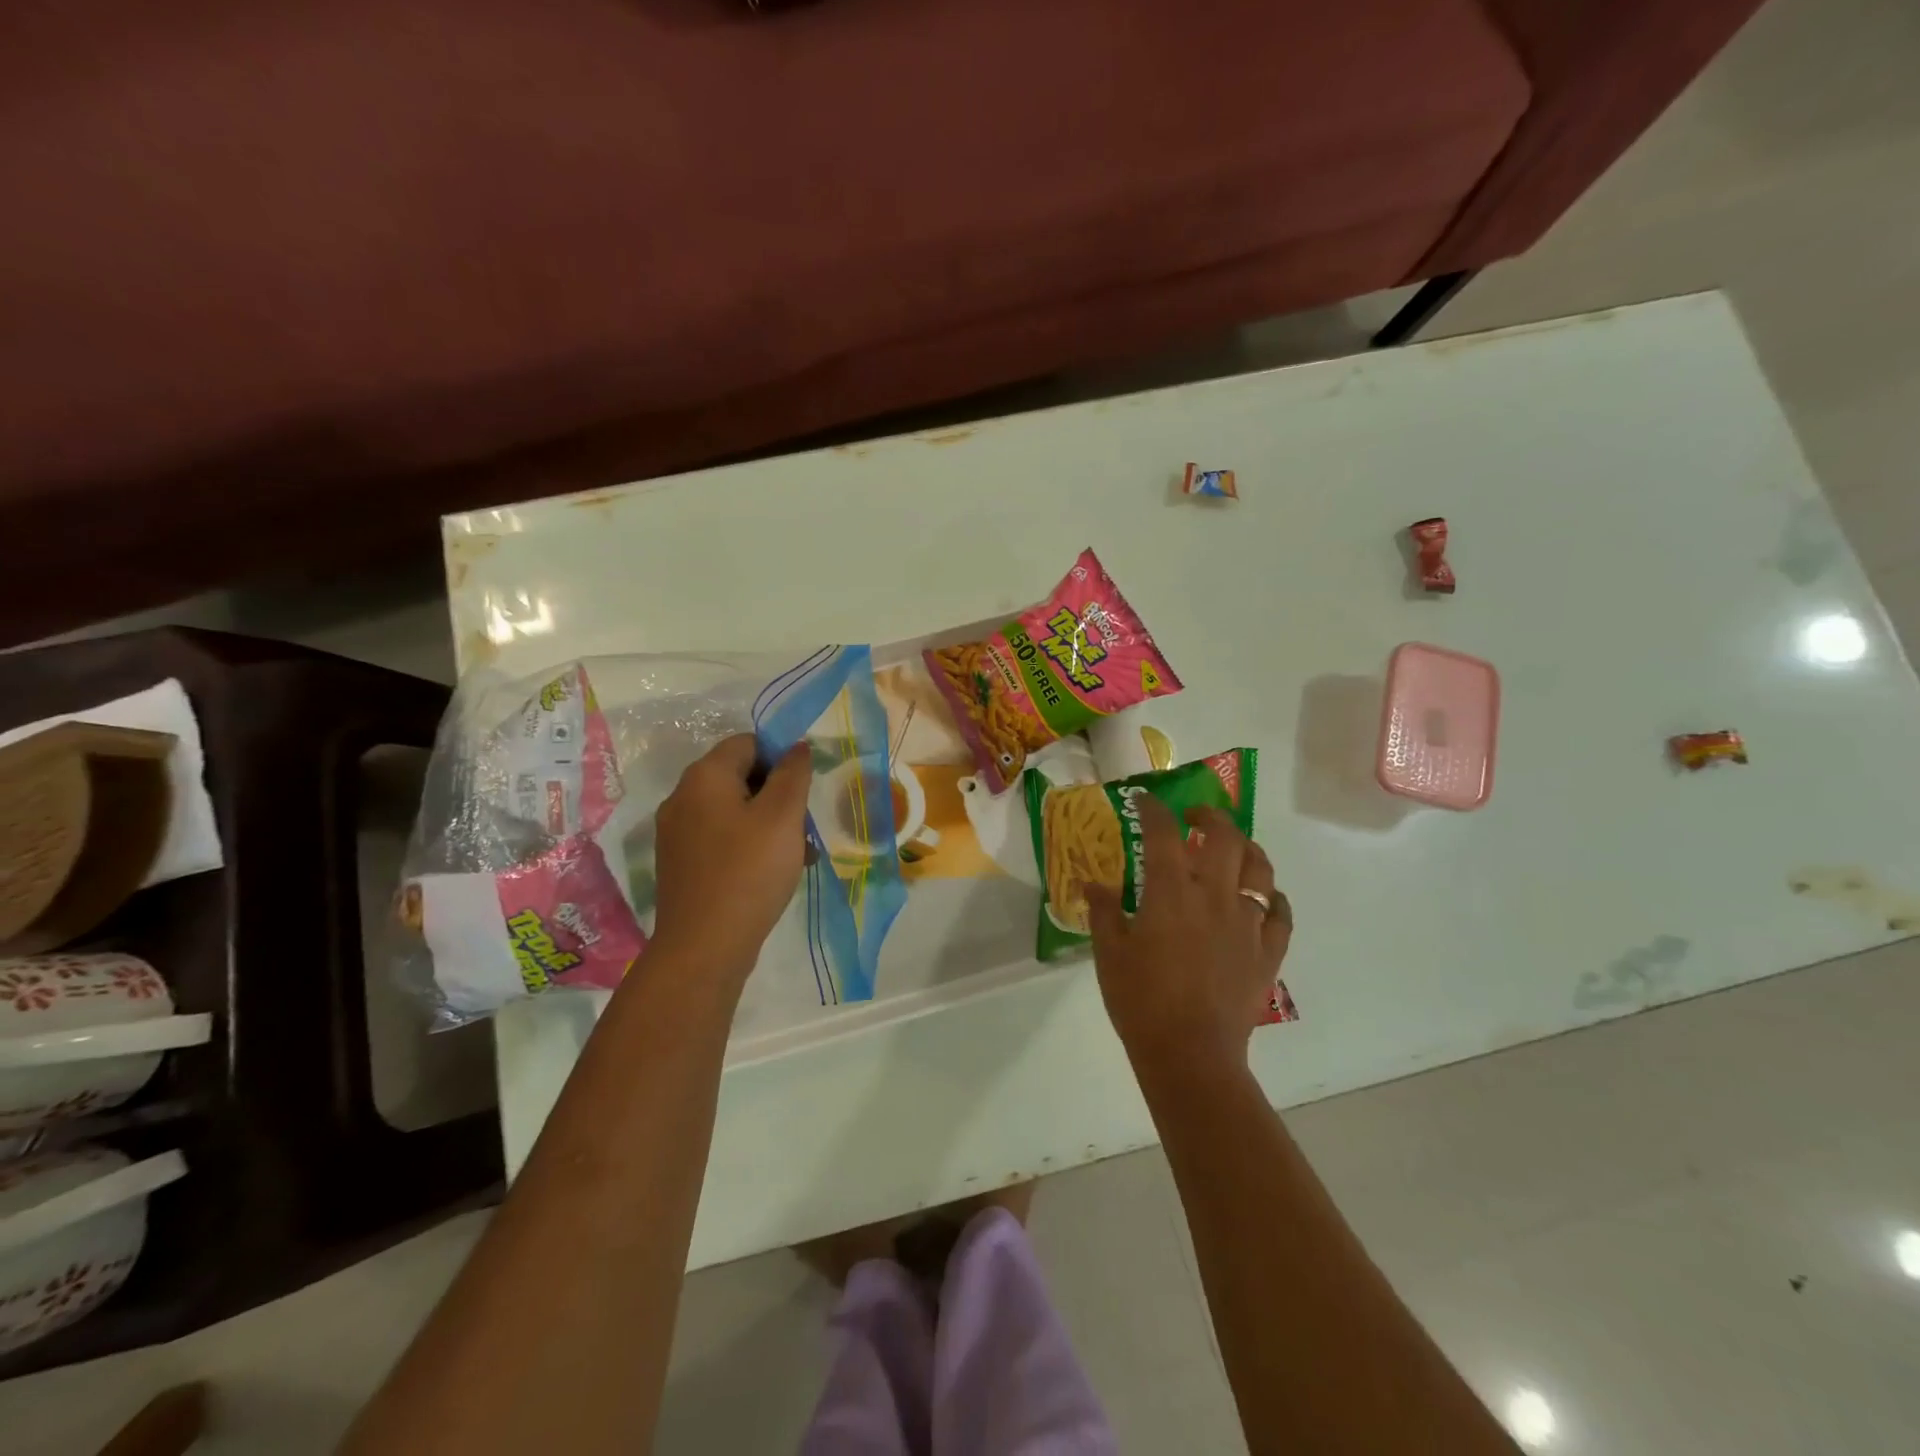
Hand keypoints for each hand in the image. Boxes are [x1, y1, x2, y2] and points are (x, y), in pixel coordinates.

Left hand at [650, 735, 812, 989]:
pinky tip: (773, 871)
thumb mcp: (783, 816)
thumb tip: (795, 747)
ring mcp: (677, 833)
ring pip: (733, 811)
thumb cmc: (749, 871)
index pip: (748, 743)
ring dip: (768, 823)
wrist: (704, 946)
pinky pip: (721, 839)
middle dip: (778, 794)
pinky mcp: (681, 864)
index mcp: (704, 777)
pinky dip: (748, 845)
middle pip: (740, 776)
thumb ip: (793, 774)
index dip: (782, 757)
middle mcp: (683, 797)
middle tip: (806, 824)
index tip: (806, 788)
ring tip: (799, 853)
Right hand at [1087, 797, 1291, 1073]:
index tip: (1144, 800)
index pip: (1164, 833)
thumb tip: (1093, 884)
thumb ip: (1103, 912)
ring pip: (1260, 868)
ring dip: (1246, 848)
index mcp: (1171, 892)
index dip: (1154, 809)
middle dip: (1210, 817)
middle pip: (1225, 837)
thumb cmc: (1141, 1001)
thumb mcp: (1109, 953)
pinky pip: (1280, 912)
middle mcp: (1215, 896)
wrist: (1191, 1054)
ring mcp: (1247, 923)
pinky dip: (1273, 896)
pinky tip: (1263, 897)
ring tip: (1232, 848)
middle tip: (1194, 819)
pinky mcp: (1267, 951)